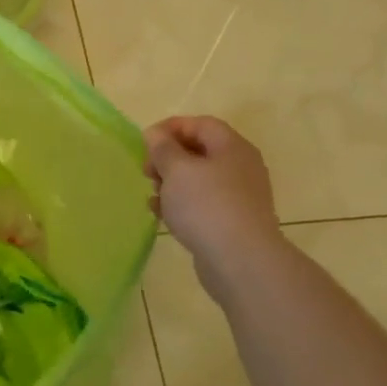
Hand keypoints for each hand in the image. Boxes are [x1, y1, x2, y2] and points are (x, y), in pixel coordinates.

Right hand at [143, 116, 283, 282]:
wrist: (241, 261)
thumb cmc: (206, 205)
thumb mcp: (177, 169)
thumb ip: (163, 148)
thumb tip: (156, 134)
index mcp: (232, 147)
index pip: (200, 124)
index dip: (170, 128)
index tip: (145, 142)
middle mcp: (240, 167)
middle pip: (199, 151)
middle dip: (168, 158)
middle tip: (147, 172)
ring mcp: (238, 196)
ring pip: (198, 180)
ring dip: (171, 183)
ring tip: (153, 196)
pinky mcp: (232, 222)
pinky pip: (202, 204)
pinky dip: (181, 204)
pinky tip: (162, 215)